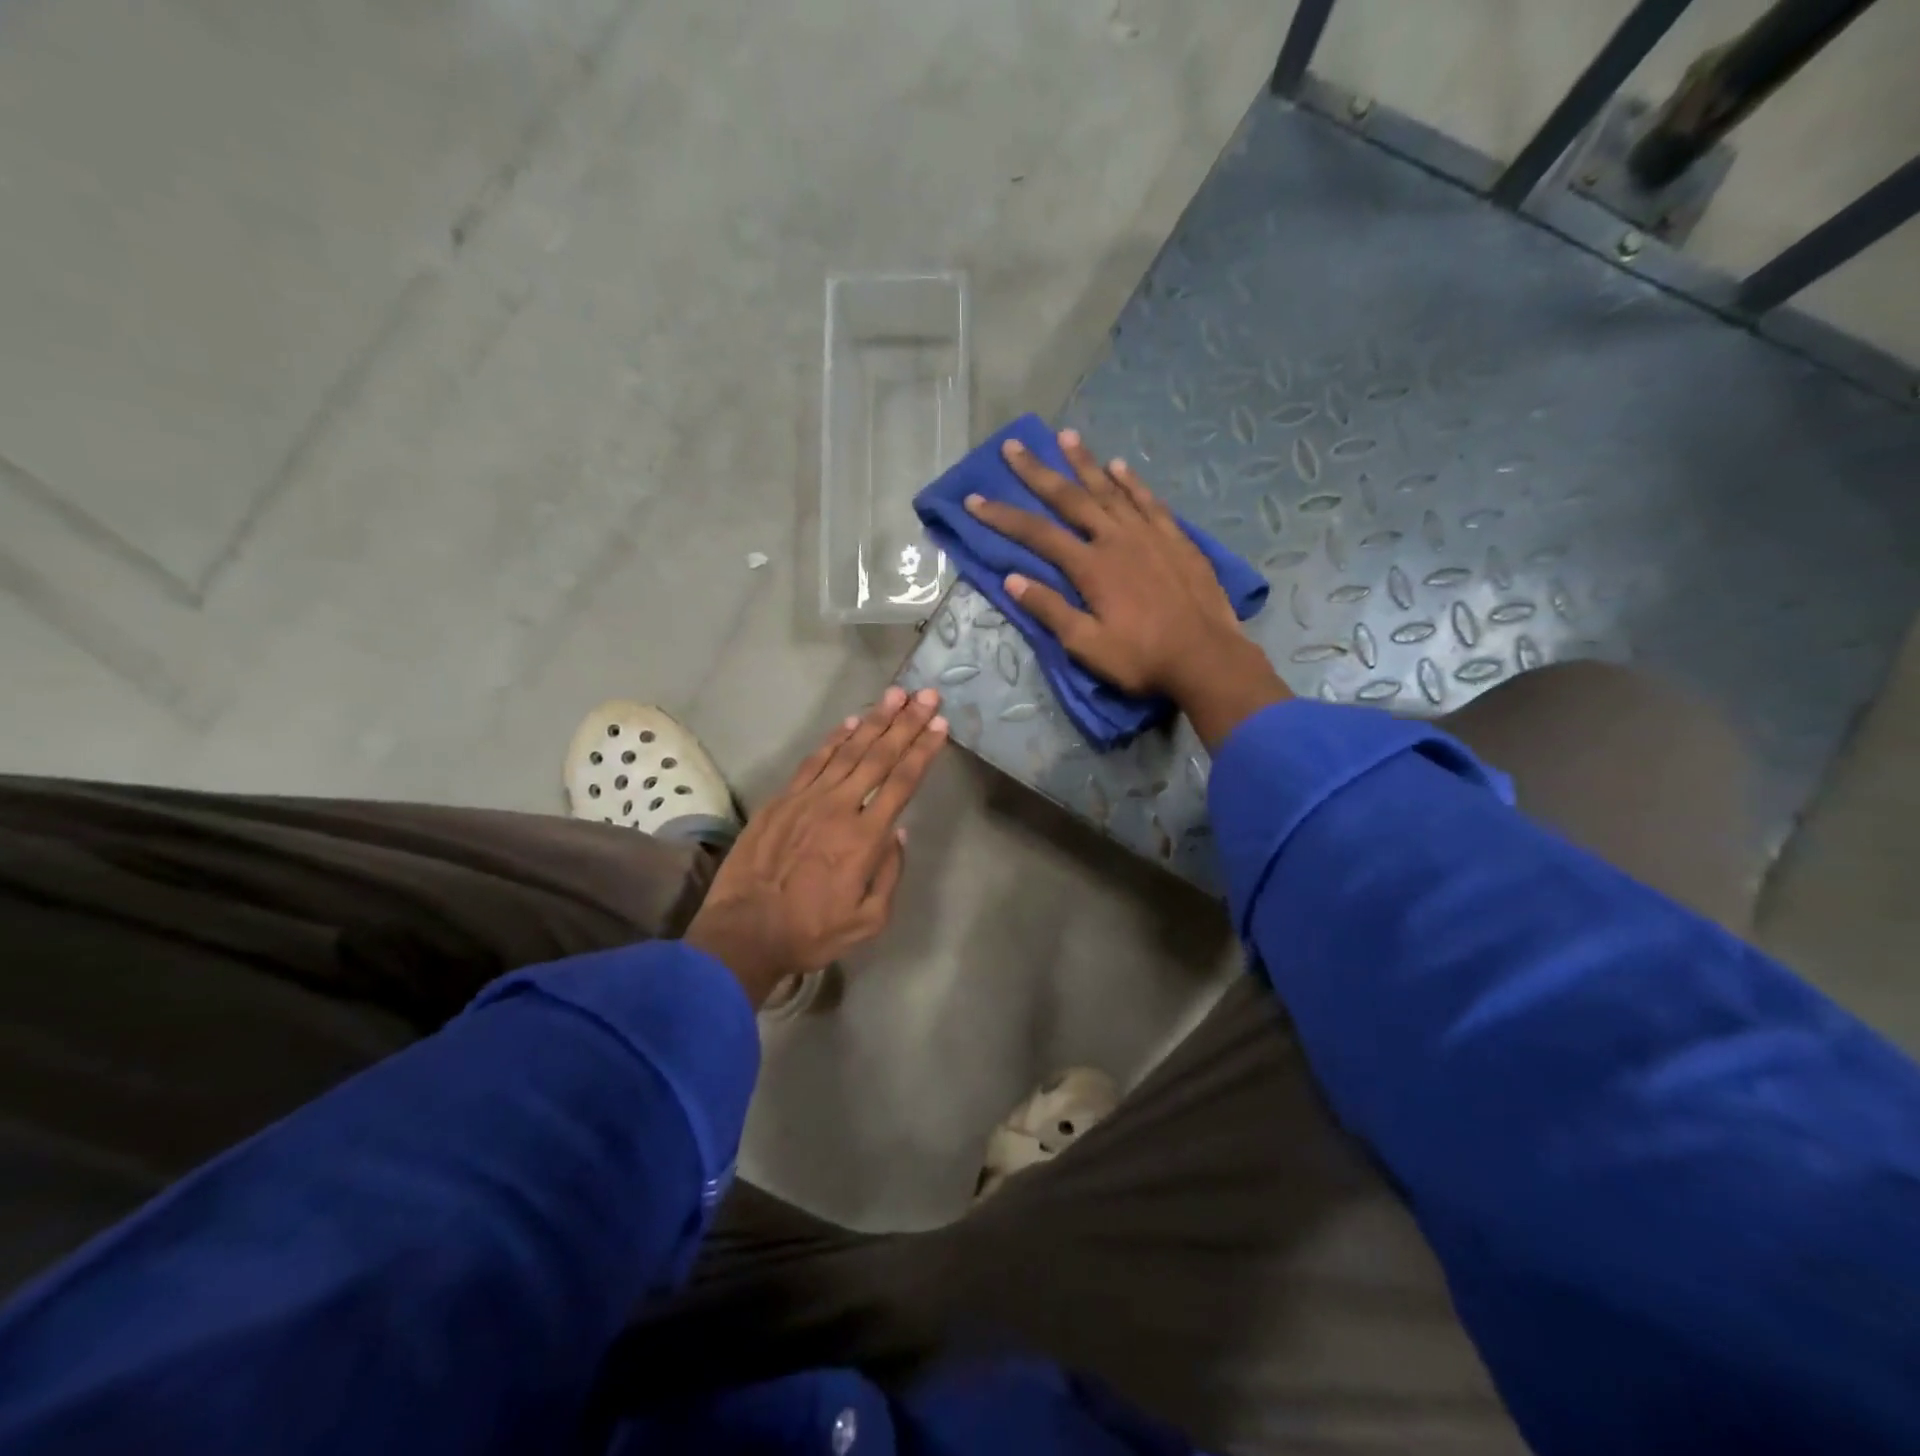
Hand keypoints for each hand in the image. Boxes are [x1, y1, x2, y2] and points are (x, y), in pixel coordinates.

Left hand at [684, 687, 947, 1004]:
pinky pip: (813, 761)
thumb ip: (889, 874)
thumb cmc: (810, 932)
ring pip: (847, 750)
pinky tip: (850, 722)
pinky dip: (834, 739)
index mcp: (864, 838)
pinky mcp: (780, 800)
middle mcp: (839, 808)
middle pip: (878, 756)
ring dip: (873, 720)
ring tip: (895, 695)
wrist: (743, 933)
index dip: (923, 751)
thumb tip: (899, 833)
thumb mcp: (867, 921)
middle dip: (906, 723)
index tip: (940, 726)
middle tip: (926, 695)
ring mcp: (806, 800)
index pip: (902, 783)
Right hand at [965, 430, 1289, 749]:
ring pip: (1110, 489)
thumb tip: (1013, 579)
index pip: (1037, 534)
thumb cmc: (1142, 659)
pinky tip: (1119, 466)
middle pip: (1070, 498)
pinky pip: (1149, 501)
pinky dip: (1132, 482)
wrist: (1207, 659)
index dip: (1003, 516)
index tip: (975, 499)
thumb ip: (1050, 610)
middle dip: (1039, 472)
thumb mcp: (1087, 645)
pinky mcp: (1177, 539)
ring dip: (1084, 462)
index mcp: (1091, 567)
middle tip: (1015, 445)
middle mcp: (1116, 539)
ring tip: (1065, 436)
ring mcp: (1149, 534)